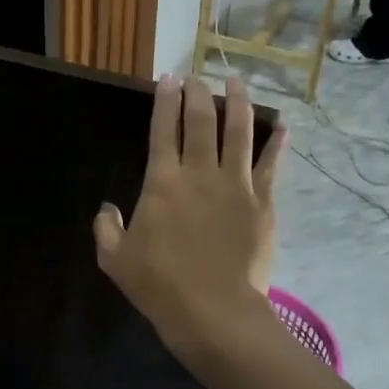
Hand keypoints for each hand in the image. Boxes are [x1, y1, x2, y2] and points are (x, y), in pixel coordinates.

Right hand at [94, 75, 284, 355]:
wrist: (214, 311)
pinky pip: (271, 165)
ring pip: (239, 132)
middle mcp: (200, 173)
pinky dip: (276, 143)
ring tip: (237, 82)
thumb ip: (106, 229)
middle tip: (197, 77)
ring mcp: (236, 185)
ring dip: (238, 103)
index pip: (163, 129)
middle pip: (201, 120)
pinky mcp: (263, 203)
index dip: (165, 100)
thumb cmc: (160, 285)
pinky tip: (282, 126)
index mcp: (162, 182)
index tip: (169, 78)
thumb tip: (107, 208)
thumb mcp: (116, 260)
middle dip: (198, 93)